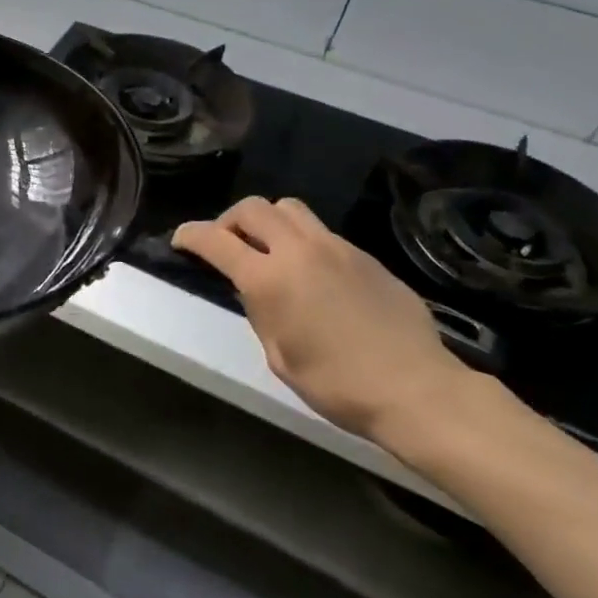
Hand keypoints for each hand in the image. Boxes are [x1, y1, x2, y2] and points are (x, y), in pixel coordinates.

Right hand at [173, 197, 473, 445]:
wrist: (416, 390)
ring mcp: (336, 248)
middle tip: (228, 246)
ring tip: (268, 249)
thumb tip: (255, 289)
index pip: (215, 240)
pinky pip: (321, 231)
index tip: (180, 241)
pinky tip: (312, 272)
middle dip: (229, 220)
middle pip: (252, 208)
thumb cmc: (337, 384)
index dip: (190, 235)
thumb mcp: (279, 355)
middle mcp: (298, 250)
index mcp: (268, 278)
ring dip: (268, 221)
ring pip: (289, 207)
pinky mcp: (364, 255)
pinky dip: (302, 240)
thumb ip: (260, 311)